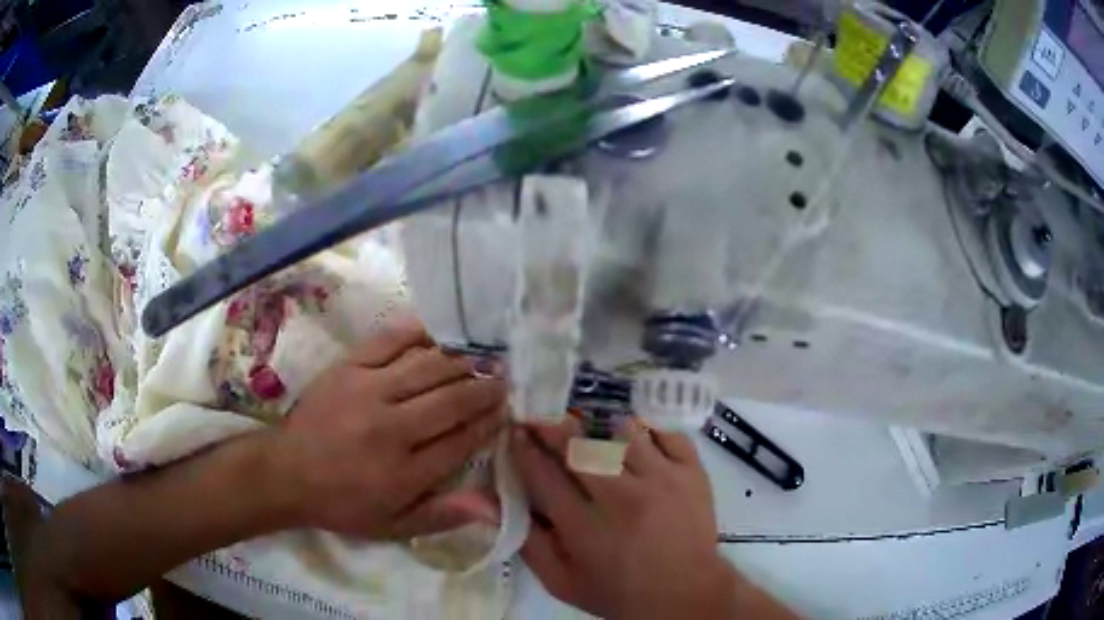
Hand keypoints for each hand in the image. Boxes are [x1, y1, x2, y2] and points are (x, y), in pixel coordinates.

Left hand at [272, 317, 506, 539]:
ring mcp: (367, 391)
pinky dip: (419, 333)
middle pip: (451, 399)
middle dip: (483, 388)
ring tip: (479, 360)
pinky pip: (390, 340)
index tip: (505, 412)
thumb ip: (443, 516)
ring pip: (428, 366)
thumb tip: (492, 506)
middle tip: (501, 381)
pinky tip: (438, 334)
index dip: (489, 423)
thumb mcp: (393, 526)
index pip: (462, 440)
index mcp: (404, 472)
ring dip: (460, 362)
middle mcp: (391, 428)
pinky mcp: (347, 367)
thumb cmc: (343, 503)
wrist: (286, 472)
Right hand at [513, 419, 795, 619]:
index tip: (515, 433)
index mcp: (585, 527)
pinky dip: (646, 429)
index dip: (523, 448)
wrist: (685, 593)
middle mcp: (622, 496)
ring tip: (588, 428)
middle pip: (578, 444)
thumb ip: (526, 542)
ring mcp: (662, 478)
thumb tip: (487, 502)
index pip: (543, 474)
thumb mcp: (560, 581)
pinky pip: (665, 432)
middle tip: (541, 418)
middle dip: (552, 426)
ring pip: (621, 431)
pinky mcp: (692, 471)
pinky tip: (634, 438)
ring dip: (598, 426)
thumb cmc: (616, 591)